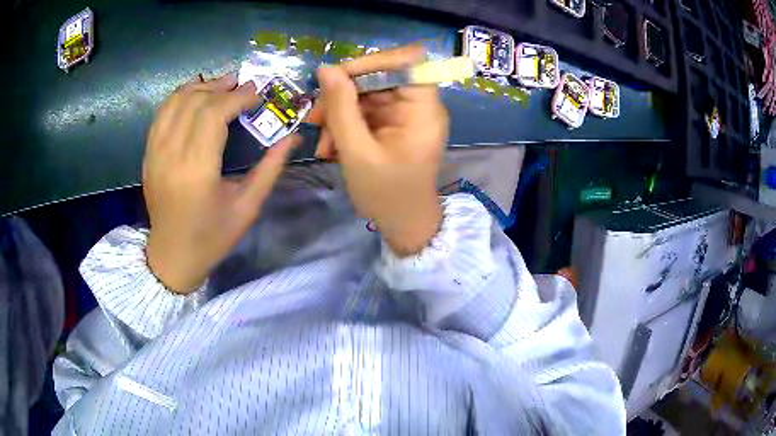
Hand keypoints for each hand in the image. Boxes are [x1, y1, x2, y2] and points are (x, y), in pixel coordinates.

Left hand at [143, 74, 296, 293]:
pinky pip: (161, 114)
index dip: (238, 97)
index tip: (258, 92)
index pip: (214, 114)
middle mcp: (171, 155)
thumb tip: (293, 138)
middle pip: (196, 103)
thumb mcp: (248, 207)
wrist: (172, 256)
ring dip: (201, 87)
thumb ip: (270, 169)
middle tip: (244, 84)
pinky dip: (180, 97)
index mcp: (197, 171)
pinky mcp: (148, 154)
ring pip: (175, 102)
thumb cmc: (212, 237)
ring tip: (222, 84)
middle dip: (222, 87)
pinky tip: (196, 95)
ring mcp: (155, 153)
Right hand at [311, 45, 448, 255]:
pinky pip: (364, 111)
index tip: (338, 79)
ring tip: (323, 145)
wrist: (404, 225)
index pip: (406, 61)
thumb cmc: (387, 195)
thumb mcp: (358, 153)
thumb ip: (341, 109)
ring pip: (365, 94)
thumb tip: (325, 69)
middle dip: (342, 95)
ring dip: (338, 115)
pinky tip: (331, 148)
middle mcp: (417, 104)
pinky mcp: (392, 124)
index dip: (372, 62)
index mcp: (422, 108)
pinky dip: (344, 126)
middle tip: (315, 119)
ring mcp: (404, 114)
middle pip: (378, 77)